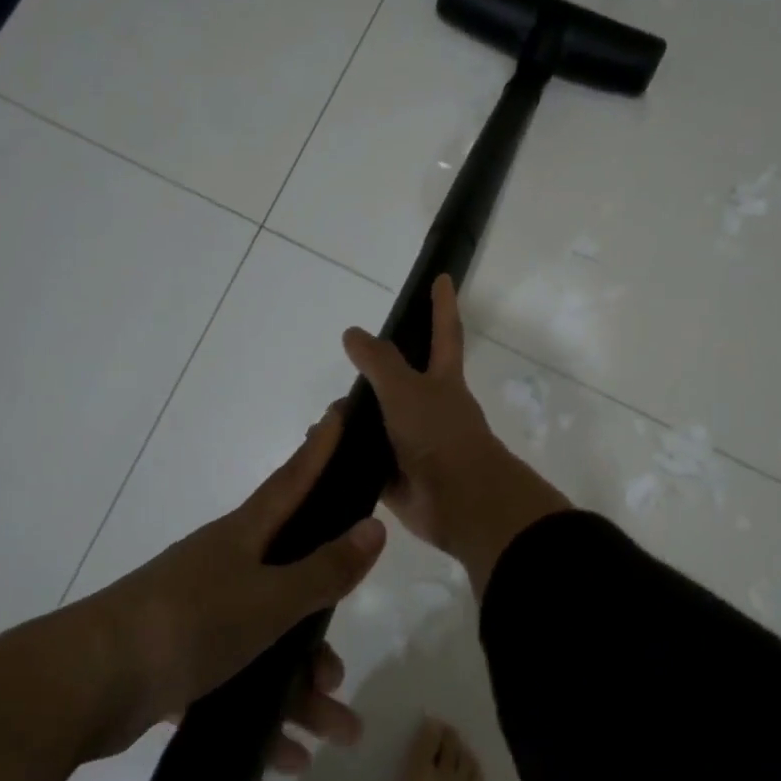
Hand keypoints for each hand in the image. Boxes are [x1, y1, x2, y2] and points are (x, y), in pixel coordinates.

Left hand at [82, 404, 385, 752]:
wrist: (83, 685)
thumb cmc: (188, 624)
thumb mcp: (269, 600)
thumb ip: (325, 570)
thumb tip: (375, 527)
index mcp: (245, 538)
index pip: (295, 480)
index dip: (322, 448)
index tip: (341, 413)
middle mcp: (226, 568)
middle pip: (292, 584)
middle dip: (323, 630)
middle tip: (342, 670)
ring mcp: (201, 614)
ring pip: (268, 644)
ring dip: (301, 690)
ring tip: (337, 733)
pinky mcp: (180, 659)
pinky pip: (236, 683)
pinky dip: (262, 716)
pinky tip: (288, 757)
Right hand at [342, 275, 569, 595]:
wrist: (459, 501)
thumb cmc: (440, 434)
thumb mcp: (407, 389)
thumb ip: (380, 361)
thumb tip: (353, 333)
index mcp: (443, 381)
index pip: (444, 333)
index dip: (442, 305)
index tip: (442, 278)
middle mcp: (430, 408)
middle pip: (401, 380)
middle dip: (377, 372)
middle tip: (347, 365)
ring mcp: (414, 443)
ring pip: (378, 422)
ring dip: (353, 418)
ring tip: (323, 417)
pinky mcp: (397, 476)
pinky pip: (365, 460)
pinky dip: (345, 455)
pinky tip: (320, 452)